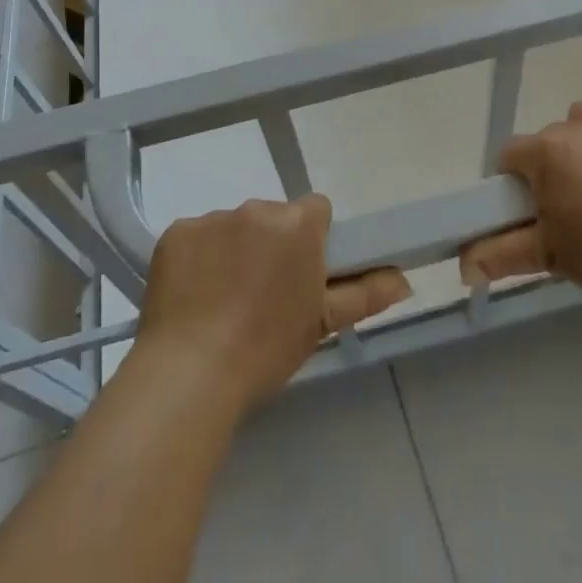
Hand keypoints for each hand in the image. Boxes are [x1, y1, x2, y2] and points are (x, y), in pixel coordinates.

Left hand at [135, 195, 410, 411]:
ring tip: (222, 302)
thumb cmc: (265, 350)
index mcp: (297, 225)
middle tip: (261, 296)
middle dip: (271, 245)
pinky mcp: (177, 231)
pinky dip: (198, 259)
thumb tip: (404, 279)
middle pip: (273, 217)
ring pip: (234, 227)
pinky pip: (196, 237)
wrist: (190, 374)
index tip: (301, 274)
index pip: (315, 211)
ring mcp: (213, 217)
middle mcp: (257, 209)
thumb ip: (364, 294)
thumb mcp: (320, 324)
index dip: (311, 241)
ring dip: (234, 251)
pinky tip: (192, 296)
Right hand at [460, 75, 581, 299]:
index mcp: (546, 152)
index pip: (511, 156)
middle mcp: (576, 125)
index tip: (534, 212)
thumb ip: (502, 255)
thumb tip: (463, 266)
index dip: (517, 184)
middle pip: (550, 140)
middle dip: (554, 169)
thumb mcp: (551, 257)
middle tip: (575, 210)